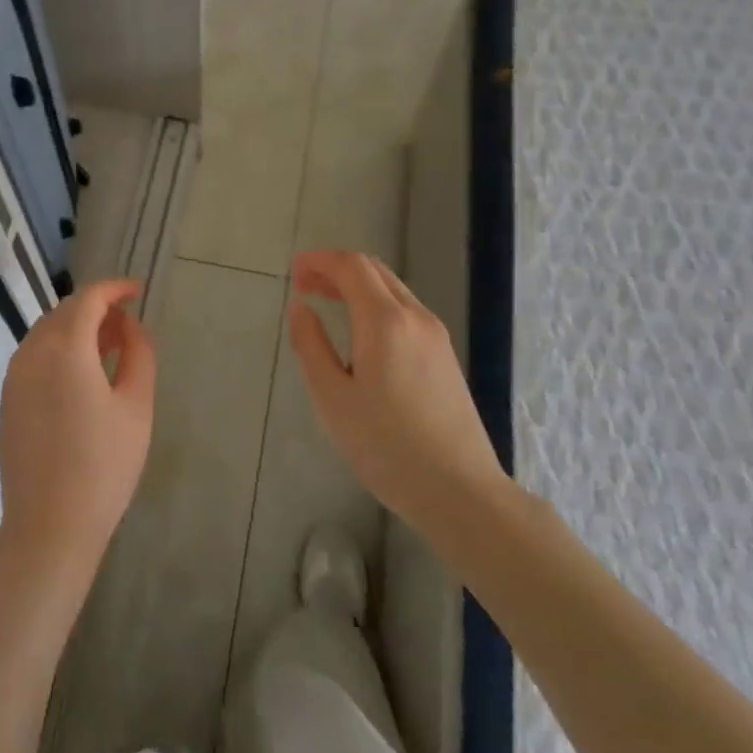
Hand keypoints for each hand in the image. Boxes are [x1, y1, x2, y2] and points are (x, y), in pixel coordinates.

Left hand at [0, 279, 156, 585]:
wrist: (48, 525)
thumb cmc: (103, 466)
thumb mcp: (136, 408)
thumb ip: (139, 354)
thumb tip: (131, 326)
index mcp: (65, 348)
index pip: (89, 299)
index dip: (115, 288)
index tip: (138, 291)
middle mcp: (32, 352)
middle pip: (65, 312)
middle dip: (98, 308)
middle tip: (129, 324)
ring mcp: (13, 376)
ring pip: (47, 332)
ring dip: (78, 328)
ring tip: (110, 347)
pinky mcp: (7, 398)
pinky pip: (35, 356)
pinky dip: (60, 350)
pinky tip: (82, 374)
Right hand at [287, 250, 505, 532]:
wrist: (460, 491)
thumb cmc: (386, 446)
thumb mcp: (332, 398)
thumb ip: (311, 345)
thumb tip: (300, 307)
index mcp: (386, 322)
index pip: (352, 267)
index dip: (319, 260)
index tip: (293, 270)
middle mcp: (415, 318)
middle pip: (374, 271)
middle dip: (335, 269)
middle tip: (303, 285)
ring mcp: (436, 337)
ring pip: (392, 290)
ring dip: (355, 286)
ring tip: (324, 302)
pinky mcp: (445, 357)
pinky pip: (404, 311)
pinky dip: (374, 304)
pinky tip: (358, 331)